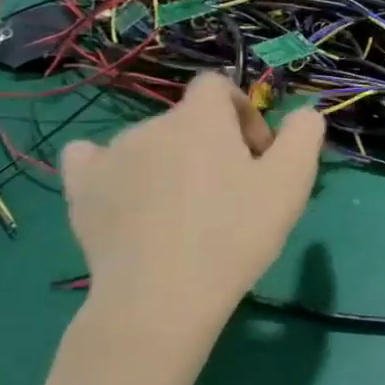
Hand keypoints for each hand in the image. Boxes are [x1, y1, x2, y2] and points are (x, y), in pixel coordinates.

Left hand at [60, 73, 325, 357]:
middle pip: (188, 120)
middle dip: (213, 145)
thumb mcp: (291, 181)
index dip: (243, 113)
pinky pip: (91, 158)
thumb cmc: (235, 233)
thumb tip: (302, 112)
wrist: (161, 298)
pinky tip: (125, 192)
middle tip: (232, 192)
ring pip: (150, 143)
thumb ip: (304, 133)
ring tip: (184, 210)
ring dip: (172, 162)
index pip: (218, 86)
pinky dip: (111, 168)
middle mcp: (152, 124)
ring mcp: (110, 156)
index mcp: (201, 118)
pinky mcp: (81, 190)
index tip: (257, 155)